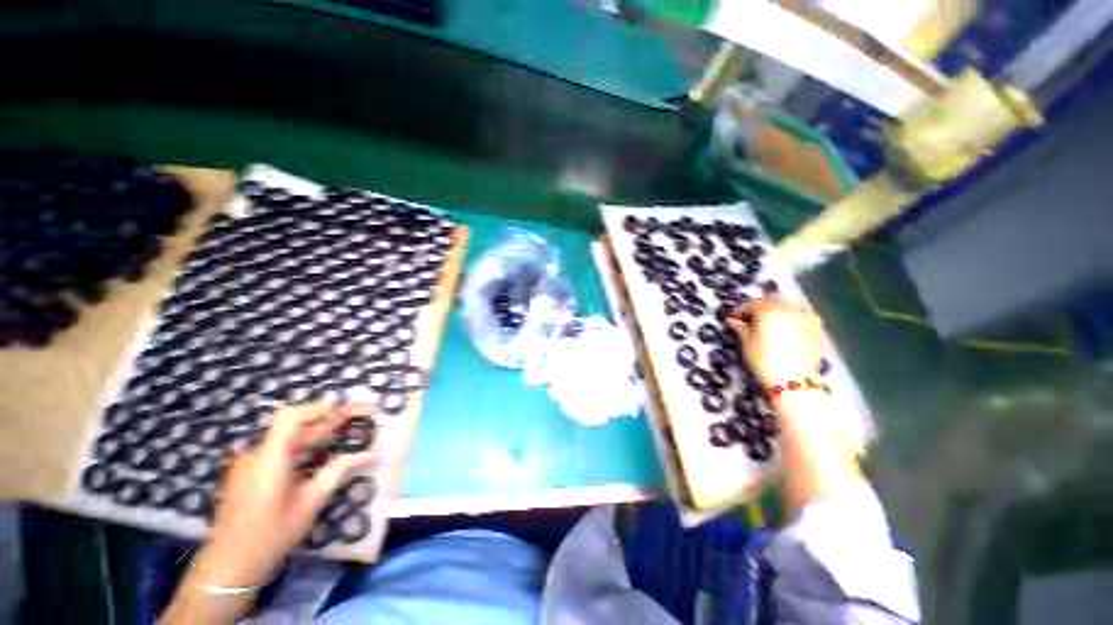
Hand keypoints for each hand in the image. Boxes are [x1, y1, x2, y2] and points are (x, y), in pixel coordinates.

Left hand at [203, 405, 376, 586]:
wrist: (230, 564)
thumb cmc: (272, 535)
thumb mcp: (310, 504)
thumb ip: (337, 472)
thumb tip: (369, 453)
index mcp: (270, 458)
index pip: (291, 417)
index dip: (319, 410)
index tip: (345, 415)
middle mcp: (257, 454)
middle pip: (294, 428)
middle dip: (326, 424)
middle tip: (355, 426)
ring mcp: (249, 464)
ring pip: (286, 440)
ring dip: (315, 438)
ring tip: (341, 441)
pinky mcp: (247, 473)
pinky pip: (277, 452)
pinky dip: (300, 450)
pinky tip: (316, 460)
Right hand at [728, 296, 823, 386]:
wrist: (794, 380)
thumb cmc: (764, 359)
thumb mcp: (746, 343)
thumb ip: (741, 328)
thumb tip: (733, 320)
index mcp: (768, 309)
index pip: (751, 304)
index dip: (740, 311)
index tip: (734, 319)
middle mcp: (788, 307)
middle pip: (772, 300)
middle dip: (761, 306)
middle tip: (752, 319)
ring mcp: (806, 316)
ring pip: (790, 305)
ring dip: (778, 309)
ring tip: (771, 322)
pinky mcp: (818, 327)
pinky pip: (803, 315)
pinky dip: (793, 317)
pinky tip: (787, 328)